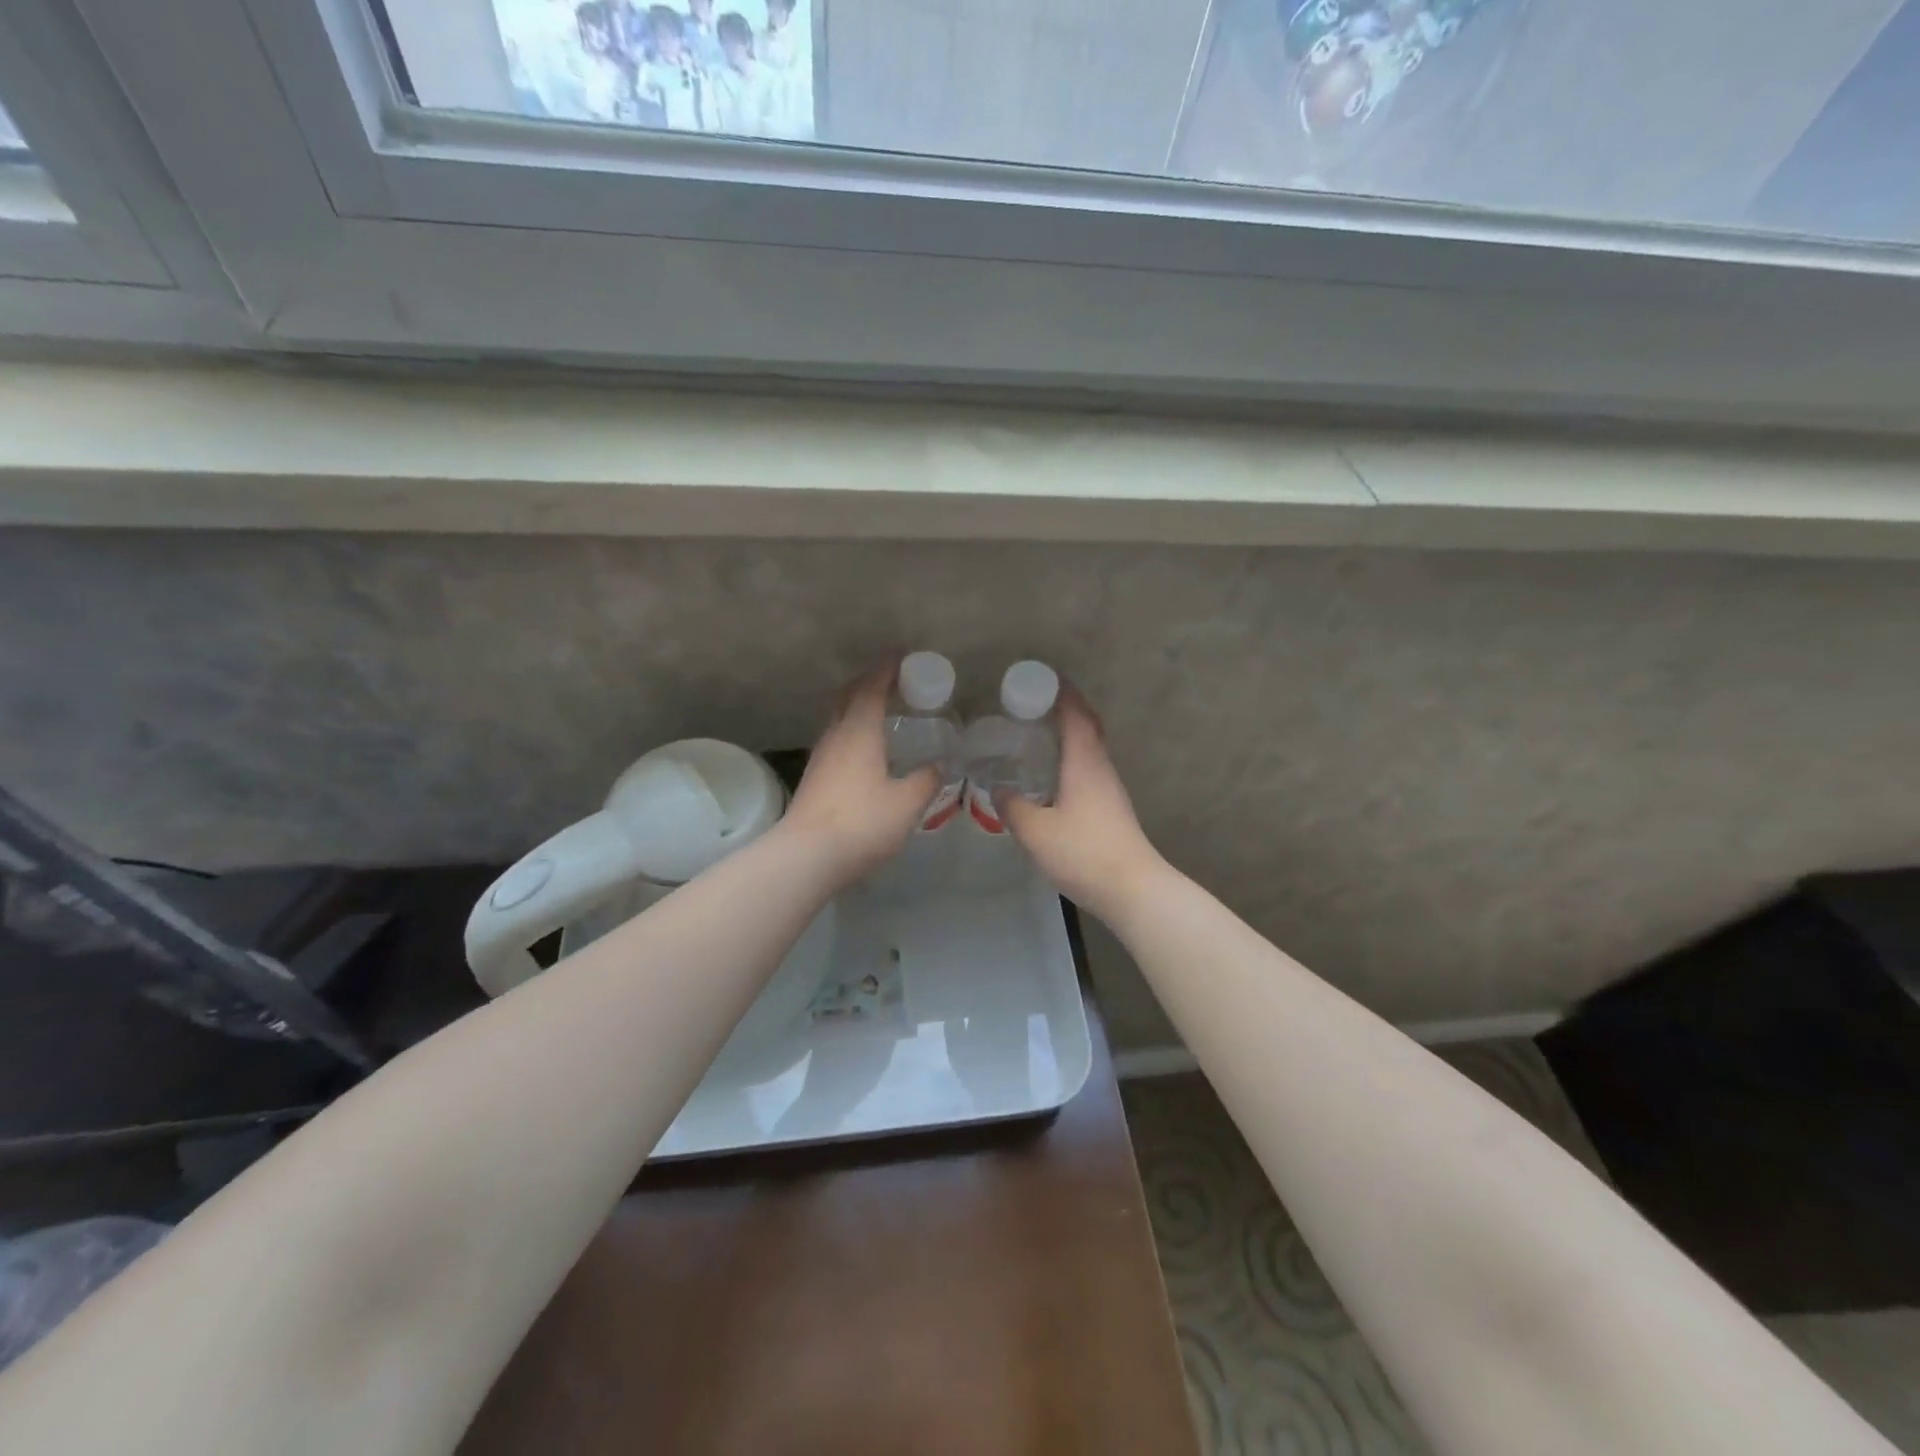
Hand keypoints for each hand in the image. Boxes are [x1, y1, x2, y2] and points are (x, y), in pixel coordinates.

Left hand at [782, 663, 938, 888]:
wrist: (806, 856)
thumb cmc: (862, 822)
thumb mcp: (907, 803)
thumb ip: (926, 780)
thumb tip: (940, 765)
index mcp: (859, 732)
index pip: (871, 688)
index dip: (885, 669)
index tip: (899, 655)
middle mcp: (836, 737)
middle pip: (848, 697)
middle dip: (868, 683)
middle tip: (891, 680)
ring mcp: (820, 758)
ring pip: (839, 720)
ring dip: (858, 708)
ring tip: (881, 712)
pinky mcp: (814, 779)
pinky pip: (837, 741)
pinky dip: (853, 732)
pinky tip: (866, 751)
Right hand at [1001, 687, 1167, 921]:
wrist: (1132, 889)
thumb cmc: (1084, 853)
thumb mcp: (1035, 831)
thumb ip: (1012, 807)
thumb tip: (998, 788)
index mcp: (1084, 762)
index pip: (1075, 714)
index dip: (1060, 693)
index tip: (1039, 678)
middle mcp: (1101, 767)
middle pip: (1087, 726)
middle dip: (1064, 709)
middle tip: (1032, 704)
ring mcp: (1110, 788)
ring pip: (1089, 749)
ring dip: (1068, 734)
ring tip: (1035, 734)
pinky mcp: (1111, 807)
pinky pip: (1088, 768)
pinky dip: (1070, 758)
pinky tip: (1051, 775)